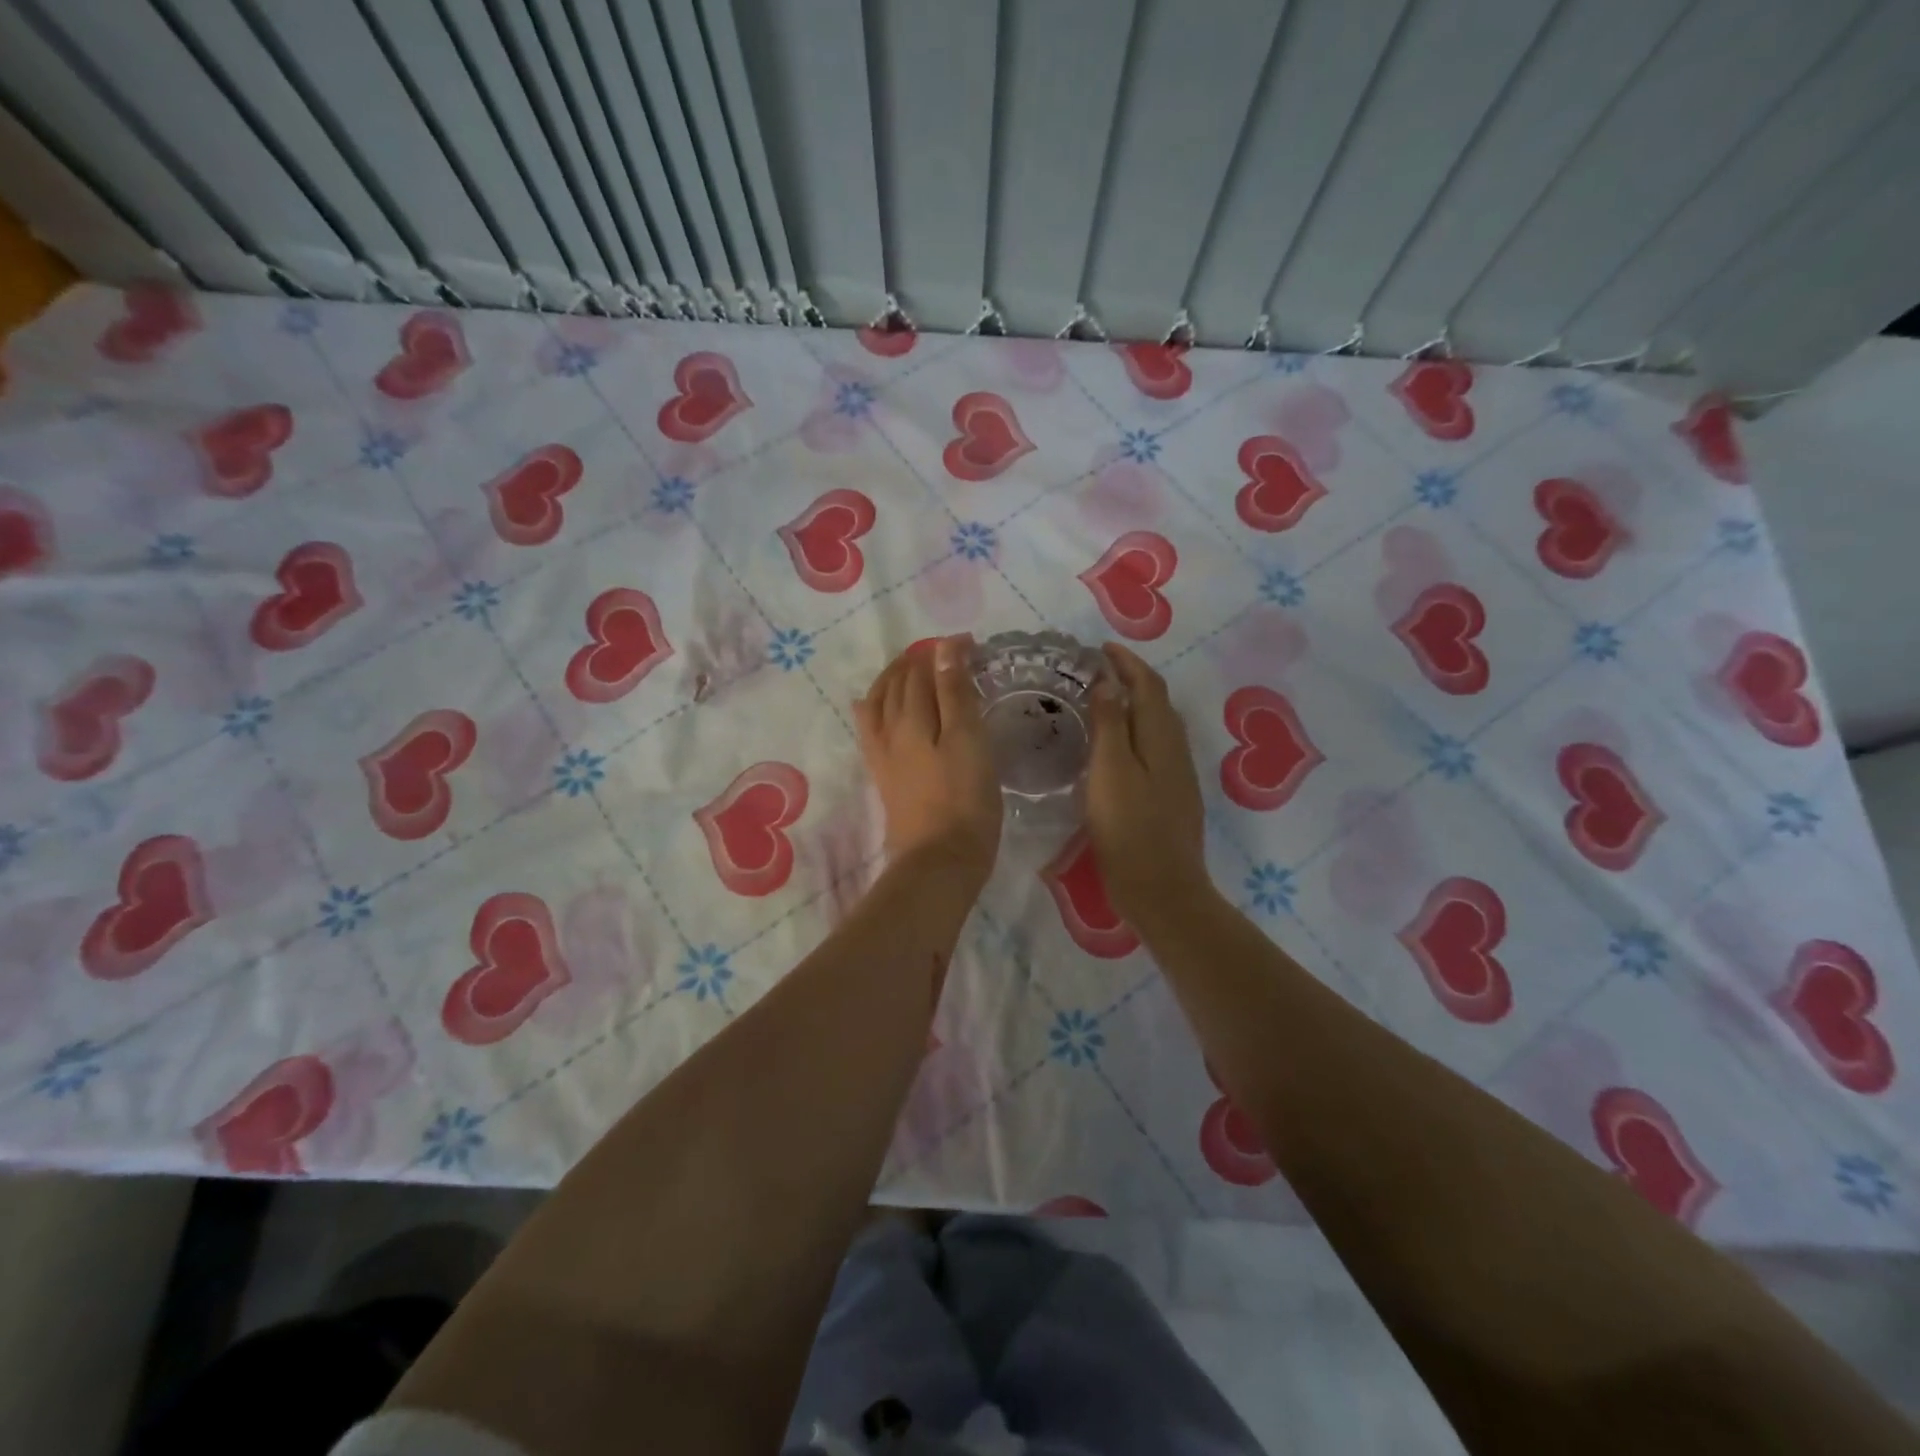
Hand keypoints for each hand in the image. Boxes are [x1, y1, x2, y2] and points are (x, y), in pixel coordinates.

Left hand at [854, 636, 1001, 883]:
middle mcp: (889, 727)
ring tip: (912, 669)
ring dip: (895, 678)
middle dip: (920, 661)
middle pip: (899, 682)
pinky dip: (874, 707)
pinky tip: (874, 706)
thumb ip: (954, 692)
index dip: (944, 651)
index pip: (923, 669)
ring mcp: (882, 753)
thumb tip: (943, 646)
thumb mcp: (969, 740)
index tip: (971, 644)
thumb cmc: (965, 800)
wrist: (939, 860)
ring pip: (880, 701)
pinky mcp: (882, 775)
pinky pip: (870, 728)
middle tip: (948, 653)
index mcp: (912, 715)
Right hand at [1086, 643, 1210, 924]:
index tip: (1101, 647)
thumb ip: (1109, 725)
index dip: (1127, 663)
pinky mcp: (1172, 796)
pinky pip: (1155, 747)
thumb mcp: (1110, 772)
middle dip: (1133, 678)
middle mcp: (1175, 750)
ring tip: (1104, 699)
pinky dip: (1136, 731)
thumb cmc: (1129, 830)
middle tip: (1099, 670)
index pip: (1148, 686)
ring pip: (1158, 726)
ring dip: (1135, 704)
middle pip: (1157, 702)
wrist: (1162, 889)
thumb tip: (1109, 682)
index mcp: (1161, 738)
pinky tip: (1118, 745)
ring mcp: (1177, 775)